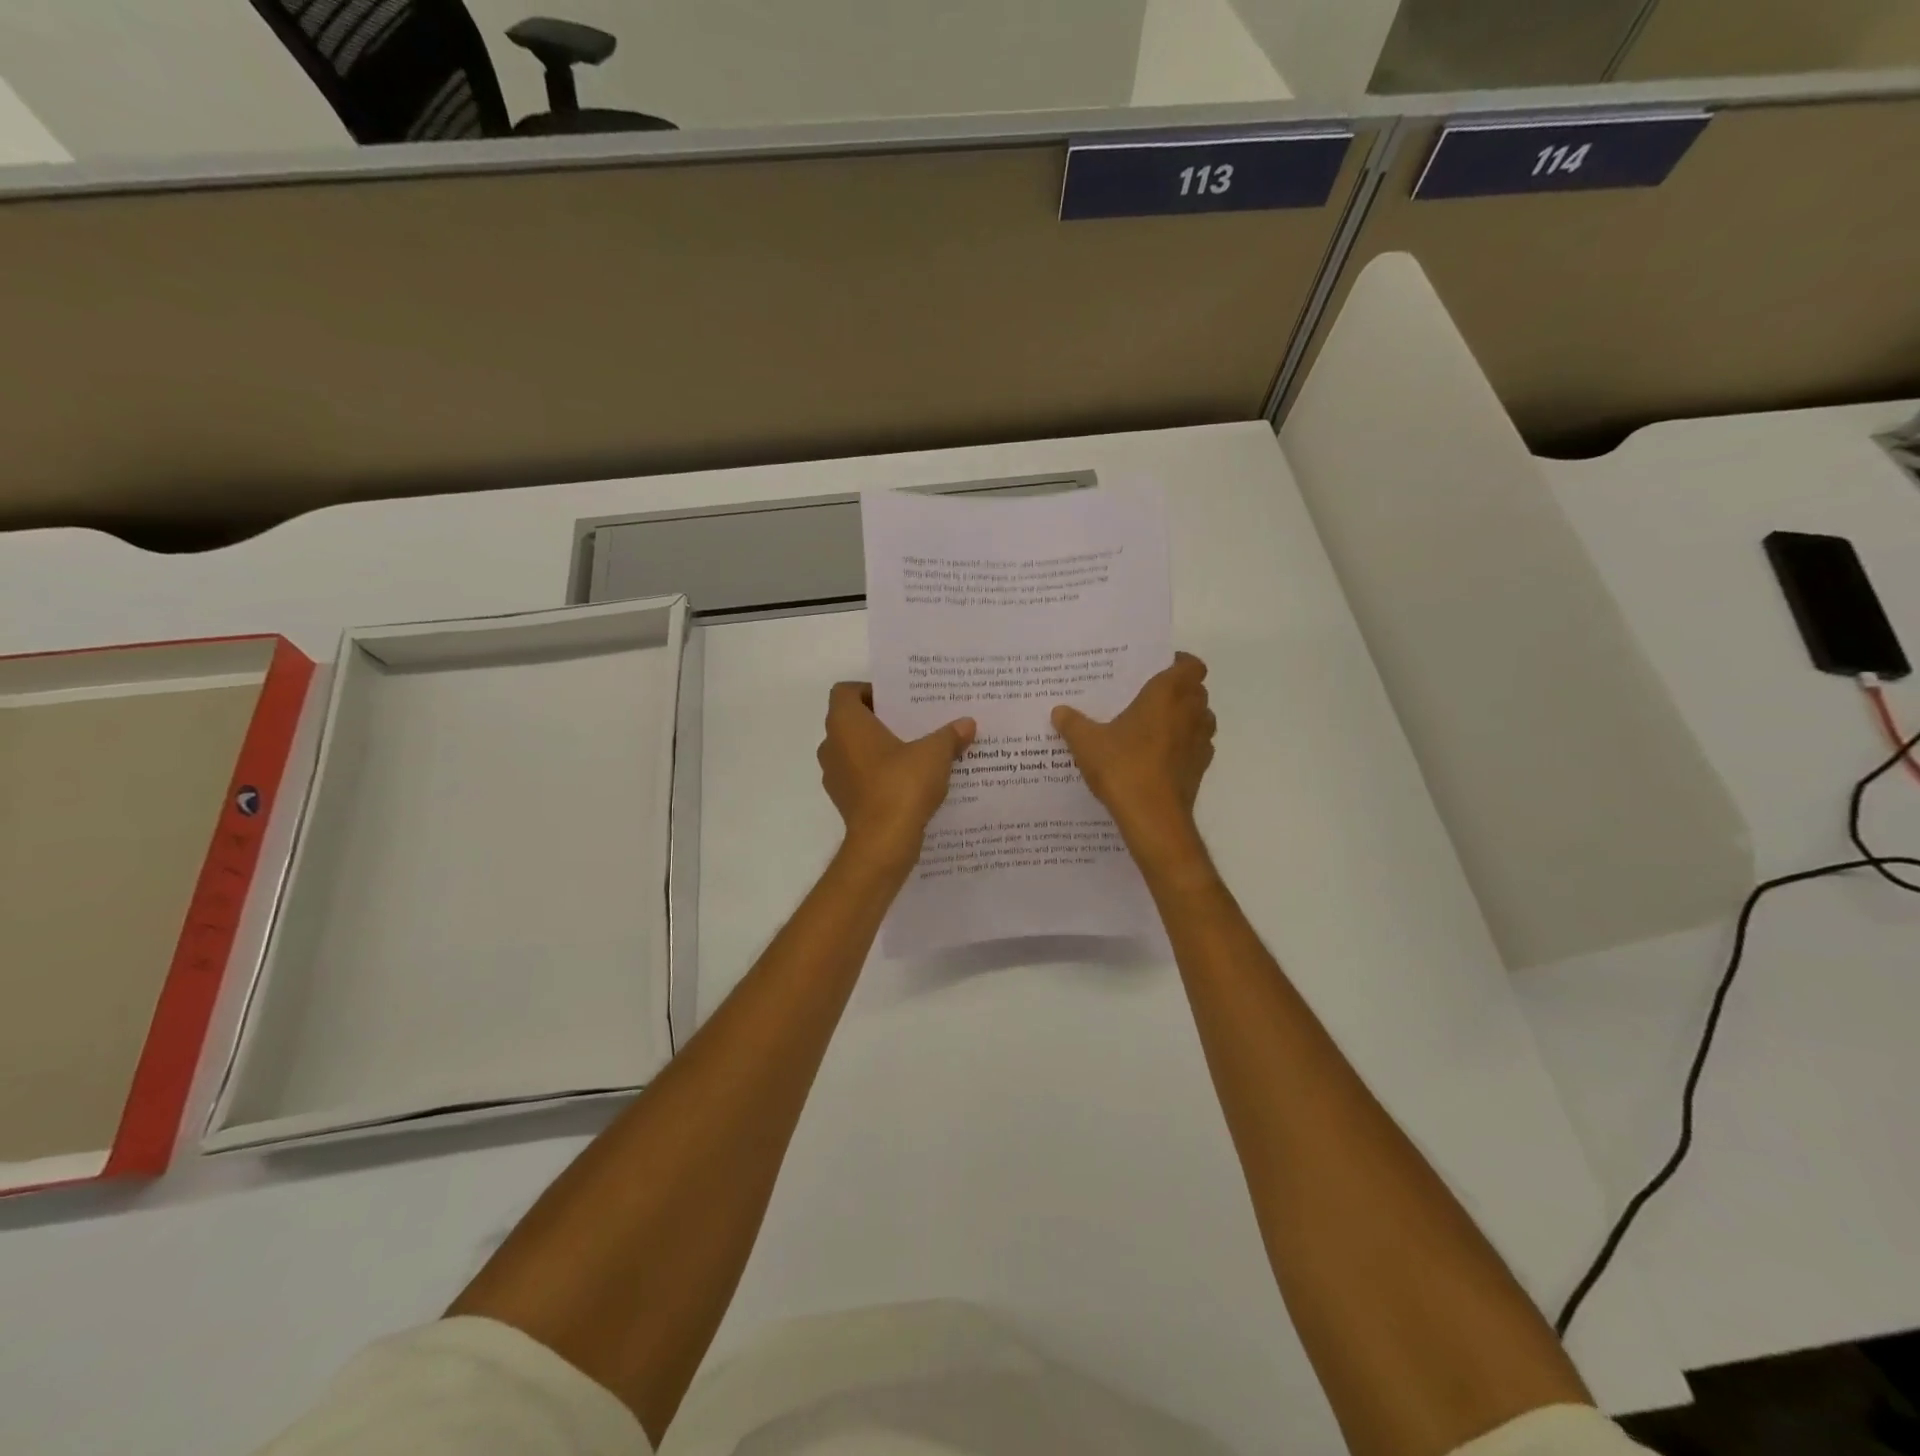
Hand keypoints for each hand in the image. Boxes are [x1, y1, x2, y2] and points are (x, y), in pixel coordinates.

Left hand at [818, 682, 974, 868]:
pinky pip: (861, 777)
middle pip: (852, 721)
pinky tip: (910, 780)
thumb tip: (967, 723)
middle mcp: (832, 746)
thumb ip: (950, 735)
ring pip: (856, 751)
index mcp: (845, 724)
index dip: (869, 690)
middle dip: (881, 720)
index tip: (898, 699)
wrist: (883, 843)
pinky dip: (879, 774)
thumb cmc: (902, 785)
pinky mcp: (845, 801)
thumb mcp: (935, 753)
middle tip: (914, 721)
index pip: (845, 692)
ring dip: (880, 749)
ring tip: (916, 750)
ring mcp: (835, 776)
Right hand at [1052, 653, 1214, 851]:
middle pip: (1196, 690)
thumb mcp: (1086, 743)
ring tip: (1153, 726)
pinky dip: (1183, 745)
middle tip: (1146, 697)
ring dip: (1184, 717)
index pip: (1190, 665)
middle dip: (1177, 690)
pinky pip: (1196, 746)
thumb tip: (1059, 711)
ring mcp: (1201, 741)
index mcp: (1168, 694)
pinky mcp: (1201, 767)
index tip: (1156, 669)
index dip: (1178, 663)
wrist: (1153, 817)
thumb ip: (1073, 723)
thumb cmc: (1123, 767)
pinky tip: (1158, 756)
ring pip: (1201, 718)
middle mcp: (1191, 712)